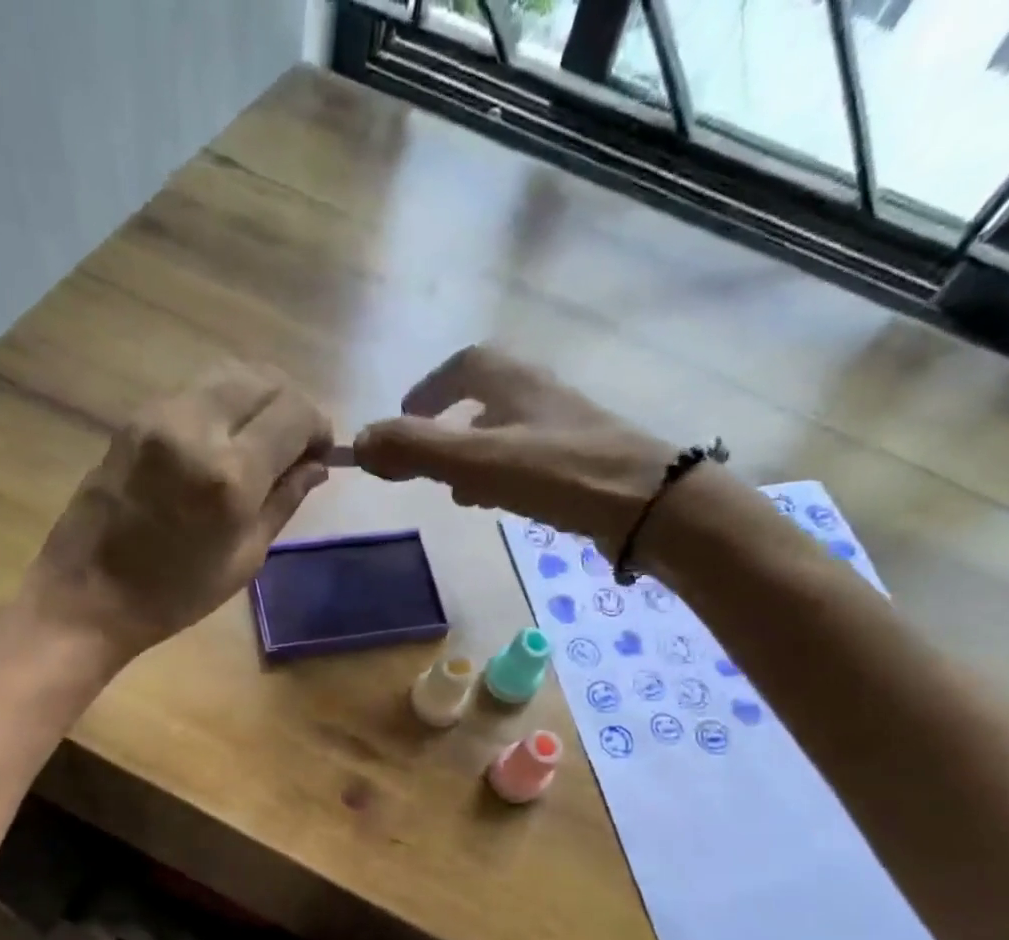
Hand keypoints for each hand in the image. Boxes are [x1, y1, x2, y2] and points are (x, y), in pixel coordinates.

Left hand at [25, 363, 331, 658]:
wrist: (87, 595)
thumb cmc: (175, 595)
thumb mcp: (245, 558)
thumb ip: (284, 501)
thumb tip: (317, 466)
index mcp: (231, 474)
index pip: (296, 412)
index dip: (319, 427)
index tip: (320, 455)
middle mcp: (197, 427)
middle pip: (265, 379)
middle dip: (292, 405)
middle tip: (294, 445)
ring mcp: (159, 414)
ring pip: (229, 373)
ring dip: (258, 398)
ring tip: (261, 440)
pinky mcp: (135, 417)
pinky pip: (196, 390)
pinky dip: (223, 403)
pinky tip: (223, 441)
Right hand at [352, 345, 748, 575]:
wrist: (649, 506)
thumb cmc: (559, 474)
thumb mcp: (477, 460)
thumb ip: (416, 450)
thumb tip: (358, 444)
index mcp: (515, 383)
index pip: (465, 365)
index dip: (430, 388)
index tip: (405, 417)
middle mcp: (542, 397)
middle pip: (488, 398)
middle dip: (450, 425)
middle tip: (426, 459)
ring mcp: (568, 431)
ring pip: (509, 432)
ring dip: (476, 455)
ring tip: (457, 492)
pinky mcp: (585, 465)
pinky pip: (531, 461)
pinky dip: (503, 477)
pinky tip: (500, 505)